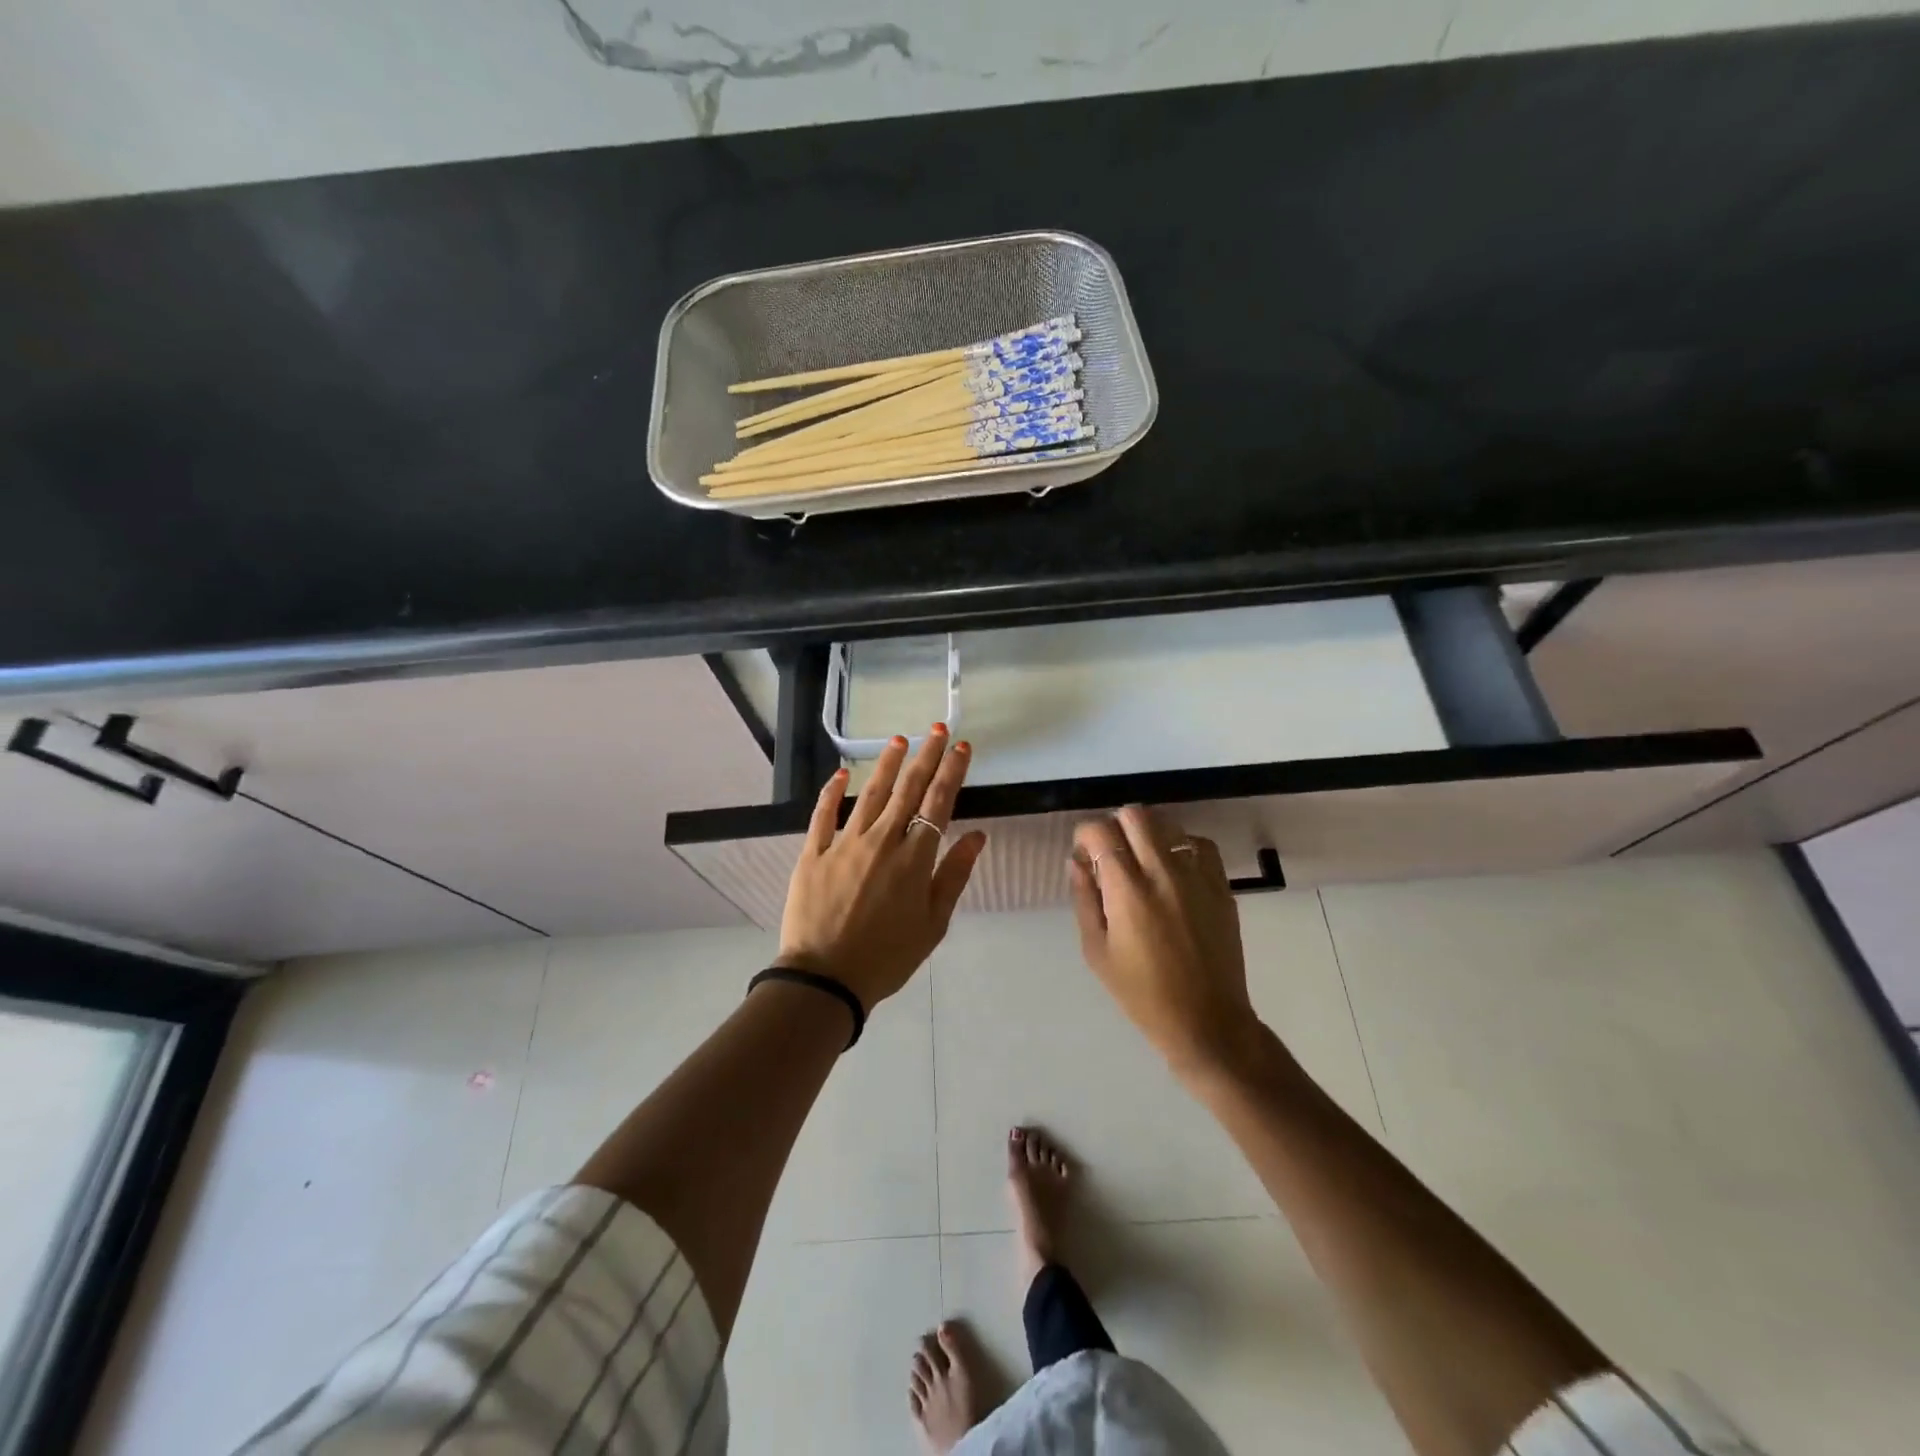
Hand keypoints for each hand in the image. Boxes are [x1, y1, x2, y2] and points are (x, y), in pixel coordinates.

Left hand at [777, 725, 987, 1010]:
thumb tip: (978, 836)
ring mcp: (844, 844)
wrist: (826, 979)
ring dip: (886, 765)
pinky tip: (841, 773)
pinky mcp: (813, 854)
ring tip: (898, 740)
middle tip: (936, 729)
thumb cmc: (887, 957)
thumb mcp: (933, 924)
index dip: (952, 772)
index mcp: (914, 859)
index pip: (938, 804)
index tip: (962, 747)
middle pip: (908, 790)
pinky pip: (823, 815)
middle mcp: (882, 841)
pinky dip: (832, 792)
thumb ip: (954, 876)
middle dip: (925, 756)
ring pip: (870, 795)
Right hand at [1068, 805, 1260, 1075]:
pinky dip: (1182, 846)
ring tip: (1142, 861)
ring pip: (1168, 823)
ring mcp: (1198, 877)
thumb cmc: (1142, 993)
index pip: (1100, 832)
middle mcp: (1163, 873)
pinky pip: (1200, 845)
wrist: (1207, 1021)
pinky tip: (1174, 869)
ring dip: (1147, 833)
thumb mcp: (1097, 951)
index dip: (1085, 835)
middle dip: (1115, 825)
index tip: (1084, 856)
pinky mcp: (1222, 886)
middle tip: (1110, 853)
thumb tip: (1078, 862)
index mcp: (1128, 891)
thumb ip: (1085, 899)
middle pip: (1135, 815)